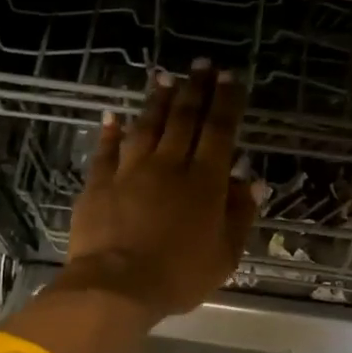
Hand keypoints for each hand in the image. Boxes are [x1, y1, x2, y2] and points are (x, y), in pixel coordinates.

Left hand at [57, 60, 257, 320]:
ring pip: (147, 126)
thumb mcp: (224, 255)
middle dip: (196, 89)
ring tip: (165, 78)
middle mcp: (168, 166)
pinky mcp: (99, 183)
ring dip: (157, 101)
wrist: (116, 287)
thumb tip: (252, 182)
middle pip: (184, 119)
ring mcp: (130, 171)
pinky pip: (106, 150)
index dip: (226, 102)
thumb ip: (239, 215)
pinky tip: (113, 116)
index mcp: (204, 182)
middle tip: (202, 66)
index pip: (219, 131)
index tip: (231, 78)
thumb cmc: (178, 276)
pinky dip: (110, 132)